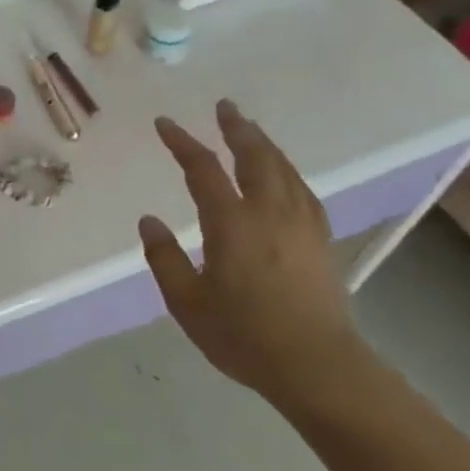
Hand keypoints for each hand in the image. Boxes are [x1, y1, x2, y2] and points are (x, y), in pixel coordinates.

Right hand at [138, 101, 361, 404]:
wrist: (317, 365)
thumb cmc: (243, 335)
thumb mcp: (187, 302)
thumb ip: (164, 258)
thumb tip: (149, 221)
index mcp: (232, 222)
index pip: (202, 168)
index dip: (182, 142)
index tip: (164, 124)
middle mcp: (269, 211)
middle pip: (255, 155)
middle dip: (237, 127)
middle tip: (225, 106)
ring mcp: (301, 223)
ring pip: (283, 168)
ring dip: (264, 143)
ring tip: (250, 130)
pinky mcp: (320, 239)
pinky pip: (301, 188)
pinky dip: (286, 170)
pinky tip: (284, 174)